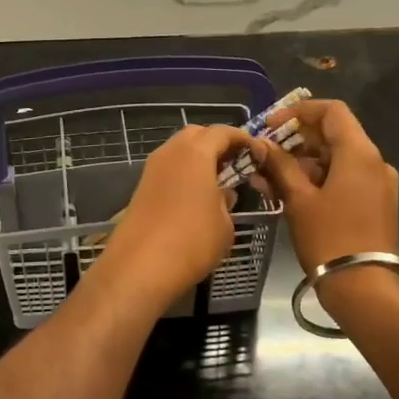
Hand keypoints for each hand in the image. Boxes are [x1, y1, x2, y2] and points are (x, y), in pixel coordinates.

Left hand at [97, 125, 252, 304]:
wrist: (140, 266)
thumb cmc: (192, 240)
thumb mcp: (224, 223)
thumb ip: (226, 201)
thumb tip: (222, 193)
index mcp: (195, 152)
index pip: (223, 132)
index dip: (243, 139)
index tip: (258, 153)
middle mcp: (170, 152)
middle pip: (196, 134)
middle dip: (217, 143)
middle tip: (236, 163)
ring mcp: (152, 169)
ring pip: (179, 151)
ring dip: (199, 158)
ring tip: (218, 181)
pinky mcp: (141, 187)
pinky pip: (168, 169)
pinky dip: (184, 173)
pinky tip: (196, 196)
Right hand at [252, 100, 398, 312]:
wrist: (364, 289)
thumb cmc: (329, 238)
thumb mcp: (298, 200)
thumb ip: (280, 166)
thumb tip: (262, 144)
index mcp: (359, 154)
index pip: (332, 111)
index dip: (299, 112)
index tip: (271, 126)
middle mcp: (375, 162)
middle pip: (334, 134)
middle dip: (296, 140)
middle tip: (264, 154)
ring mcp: (378, 184)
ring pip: (337, 159)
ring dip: (303, 163)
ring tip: (268, 179)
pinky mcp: (376, 204)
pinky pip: (345, 179)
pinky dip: (318, 179)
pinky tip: (289, 193)